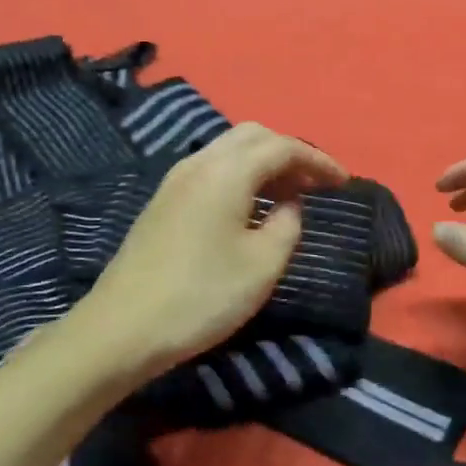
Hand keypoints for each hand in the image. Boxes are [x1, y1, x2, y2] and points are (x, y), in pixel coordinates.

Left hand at [83, 123, 346, 373]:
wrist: (121, 329)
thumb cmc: (201, 296)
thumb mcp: (262, 265)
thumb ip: (288, 225)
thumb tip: (289, 205)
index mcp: (227, 171)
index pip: (283, 147)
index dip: (318, 160)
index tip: (343, 181)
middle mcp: (199, 162)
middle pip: (253, 136)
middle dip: (289, 152)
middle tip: (314, 183)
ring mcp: (176, 180)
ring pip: (229, 150)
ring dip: (263, 163)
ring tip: (288, 195)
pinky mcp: (163, 201)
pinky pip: (212, 169)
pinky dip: (240, 175)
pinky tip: (249, 207)